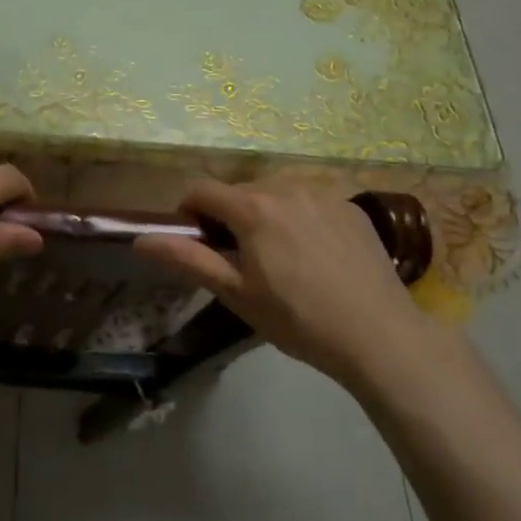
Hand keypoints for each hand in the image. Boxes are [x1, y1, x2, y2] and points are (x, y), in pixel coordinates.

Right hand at [133, 175, 431, 388]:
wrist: (379, 335)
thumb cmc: (298, 319)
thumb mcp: (237, 294)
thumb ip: (188, 260)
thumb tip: (141, 240)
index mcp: (252, 206)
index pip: (201, 189)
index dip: (189, 212)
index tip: (198, 242)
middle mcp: (285, 185)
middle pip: (240, 191)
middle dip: (230, 216)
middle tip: (242, 260)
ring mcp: (322, 192)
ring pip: (276, 192)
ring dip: (266, 214)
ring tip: (282, 258)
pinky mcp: (351, 205)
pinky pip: (311, 200)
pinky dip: (301, 217)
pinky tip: (317, 255)